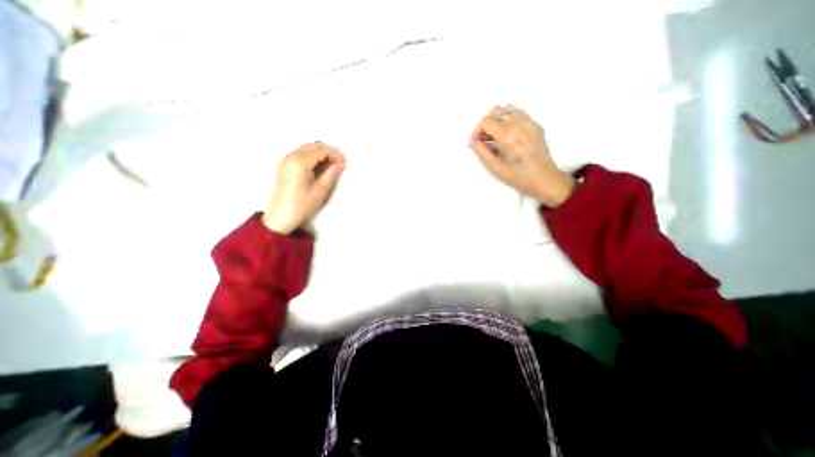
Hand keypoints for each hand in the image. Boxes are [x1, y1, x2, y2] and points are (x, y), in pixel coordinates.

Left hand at [265, 142, 346, 234]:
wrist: (281, 217)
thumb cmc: (302, 205)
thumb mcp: (321, 190)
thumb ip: (332, 174)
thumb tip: (341, 164)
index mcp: (300, 162)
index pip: (322, 150)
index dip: (335, 154)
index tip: (344, 162)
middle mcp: (291, 156)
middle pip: (314, 146)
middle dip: (329, 152)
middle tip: (339, 164)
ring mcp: (286, 160)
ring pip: (307, 148)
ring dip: (321, 154)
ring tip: (331, 167)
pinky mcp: (284, 166)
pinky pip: (300, 154)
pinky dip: (312, 157)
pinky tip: (319, 168)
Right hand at [468, 105, 575, 207]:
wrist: (544, 179)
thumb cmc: (517, 176)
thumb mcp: (495, 167)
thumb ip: (481, 151)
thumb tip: (472, 141)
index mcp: (507, 135)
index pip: (486, 121)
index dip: (477, 130)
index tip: (477, 142)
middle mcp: (519, 124)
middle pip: (496, 111)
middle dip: (486, 123)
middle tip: (485, 138)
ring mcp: (530, 122)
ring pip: (508, 109)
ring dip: (498, 119)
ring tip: (496, 135)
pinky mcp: (536, 125)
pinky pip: (520, 114)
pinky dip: (510, 120)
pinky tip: (509, 135)